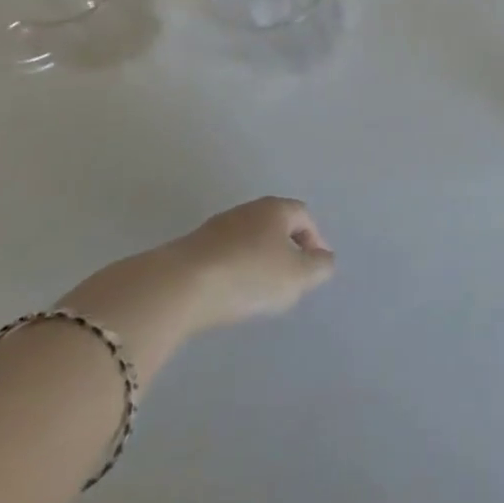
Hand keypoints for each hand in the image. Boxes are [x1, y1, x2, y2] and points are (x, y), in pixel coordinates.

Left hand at [169, 196, 336, 330]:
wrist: (178, 287)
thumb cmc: (249, 275)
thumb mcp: (296, 276)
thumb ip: (319, 267)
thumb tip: (324, 259)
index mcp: (275, 209)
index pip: (304, 216)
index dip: (315, 239)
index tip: (316, 266)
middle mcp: (247, 210)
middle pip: (275, 225)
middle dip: (286, 248)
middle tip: (291, 277)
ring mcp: (215, 227)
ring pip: (248, 240)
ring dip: (258, 260)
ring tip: (260, 290)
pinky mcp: (191, 248)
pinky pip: (224, 255)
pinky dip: (234, 269)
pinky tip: (230, 293)